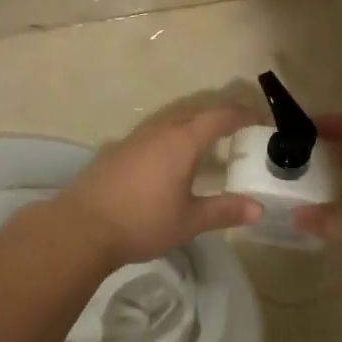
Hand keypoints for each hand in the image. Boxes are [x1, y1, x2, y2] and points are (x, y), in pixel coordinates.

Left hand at [58, 102, 262, 266]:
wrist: (81, 227)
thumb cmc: (142, 222)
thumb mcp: (189, 221)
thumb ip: (224, 211)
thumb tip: (258, 209)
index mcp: (182, 141)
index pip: (219, 116)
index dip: (242, 114)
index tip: (259, 120)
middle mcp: (159, 131)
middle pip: (194, 113)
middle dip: (218, 117)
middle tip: (238, 131)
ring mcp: (134, 139)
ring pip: (170, 122)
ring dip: (192, 127)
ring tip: (206, 145)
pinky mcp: (116, 152)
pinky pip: (152, 135)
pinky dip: (170, 140)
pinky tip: (168, 163)